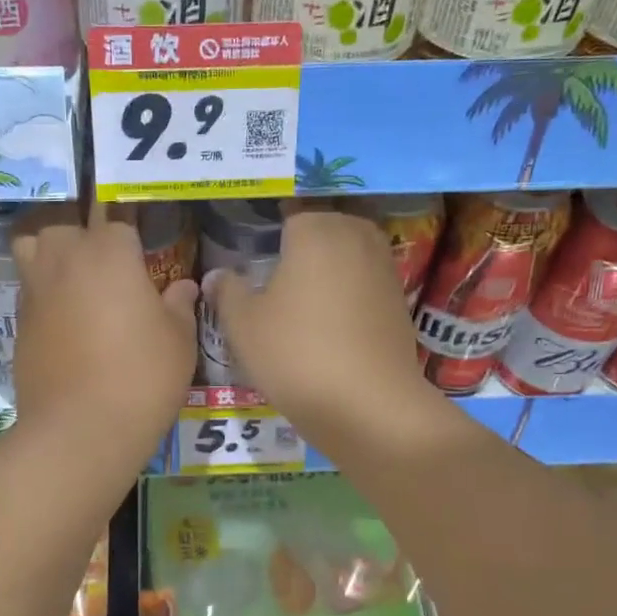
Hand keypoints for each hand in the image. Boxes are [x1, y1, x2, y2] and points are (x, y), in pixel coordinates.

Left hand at [10, 205, 198, 464]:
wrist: (80, 430)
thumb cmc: (142, 377)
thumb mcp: (179, 340)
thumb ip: (180, 304)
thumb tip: (184, 286)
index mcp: (109, 251)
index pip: (117, 213)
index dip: (129, 222)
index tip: (141, 233)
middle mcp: (65, 259)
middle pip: (62, 219)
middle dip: (81, 225)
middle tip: (105, 251)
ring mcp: (36, 290)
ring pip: (30, 243)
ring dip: (48, 246)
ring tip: (73, 269)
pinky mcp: (18, 322)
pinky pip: (28, 287)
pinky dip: (43, 289)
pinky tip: (64, 314)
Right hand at [205, 204, 438, 444]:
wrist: (368, 405)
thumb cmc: (295, 354)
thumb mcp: (243, 325)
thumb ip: (227, 291)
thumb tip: (217, 275)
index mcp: (314, 230)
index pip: (289, 211)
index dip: (270, 227)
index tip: (254, 247)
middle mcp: (354, 236)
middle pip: (324, 225)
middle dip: (302, 241)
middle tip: (276, 268)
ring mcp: (383, 266)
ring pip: (348, 251)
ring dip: (329, 264)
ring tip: (302, 292)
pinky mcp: (399, 299)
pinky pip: (365, 279)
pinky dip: (349, 289)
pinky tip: (330, 317)